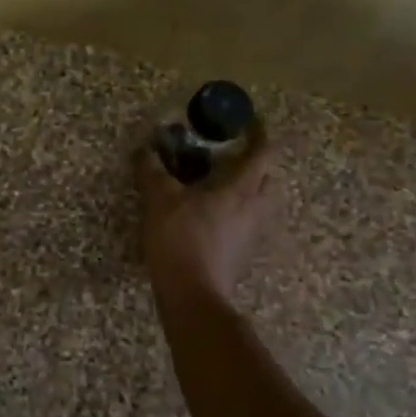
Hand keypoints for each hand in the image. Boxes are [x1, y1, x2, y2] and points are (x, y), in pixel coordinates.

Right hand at [136, 131, 280, 305]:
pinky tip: (212, 215)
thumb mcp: (159, 199)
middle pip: (270, 178)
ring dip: (248, 189)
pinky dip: (237, 212)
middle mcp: (255, 209)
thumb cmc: (180, 240)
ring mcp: (253, 234)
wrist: (193, 295)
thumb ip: (152, 170)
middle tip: (232, 155)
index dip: (260, 133)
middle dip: (257, 163)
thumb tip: (145, 149)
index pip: (263, 153)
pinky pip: (248, 223)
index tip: (249, 121)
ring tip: (220, 185)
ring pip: (261, 203)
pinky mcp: (244, 254)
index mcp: (240, 189)